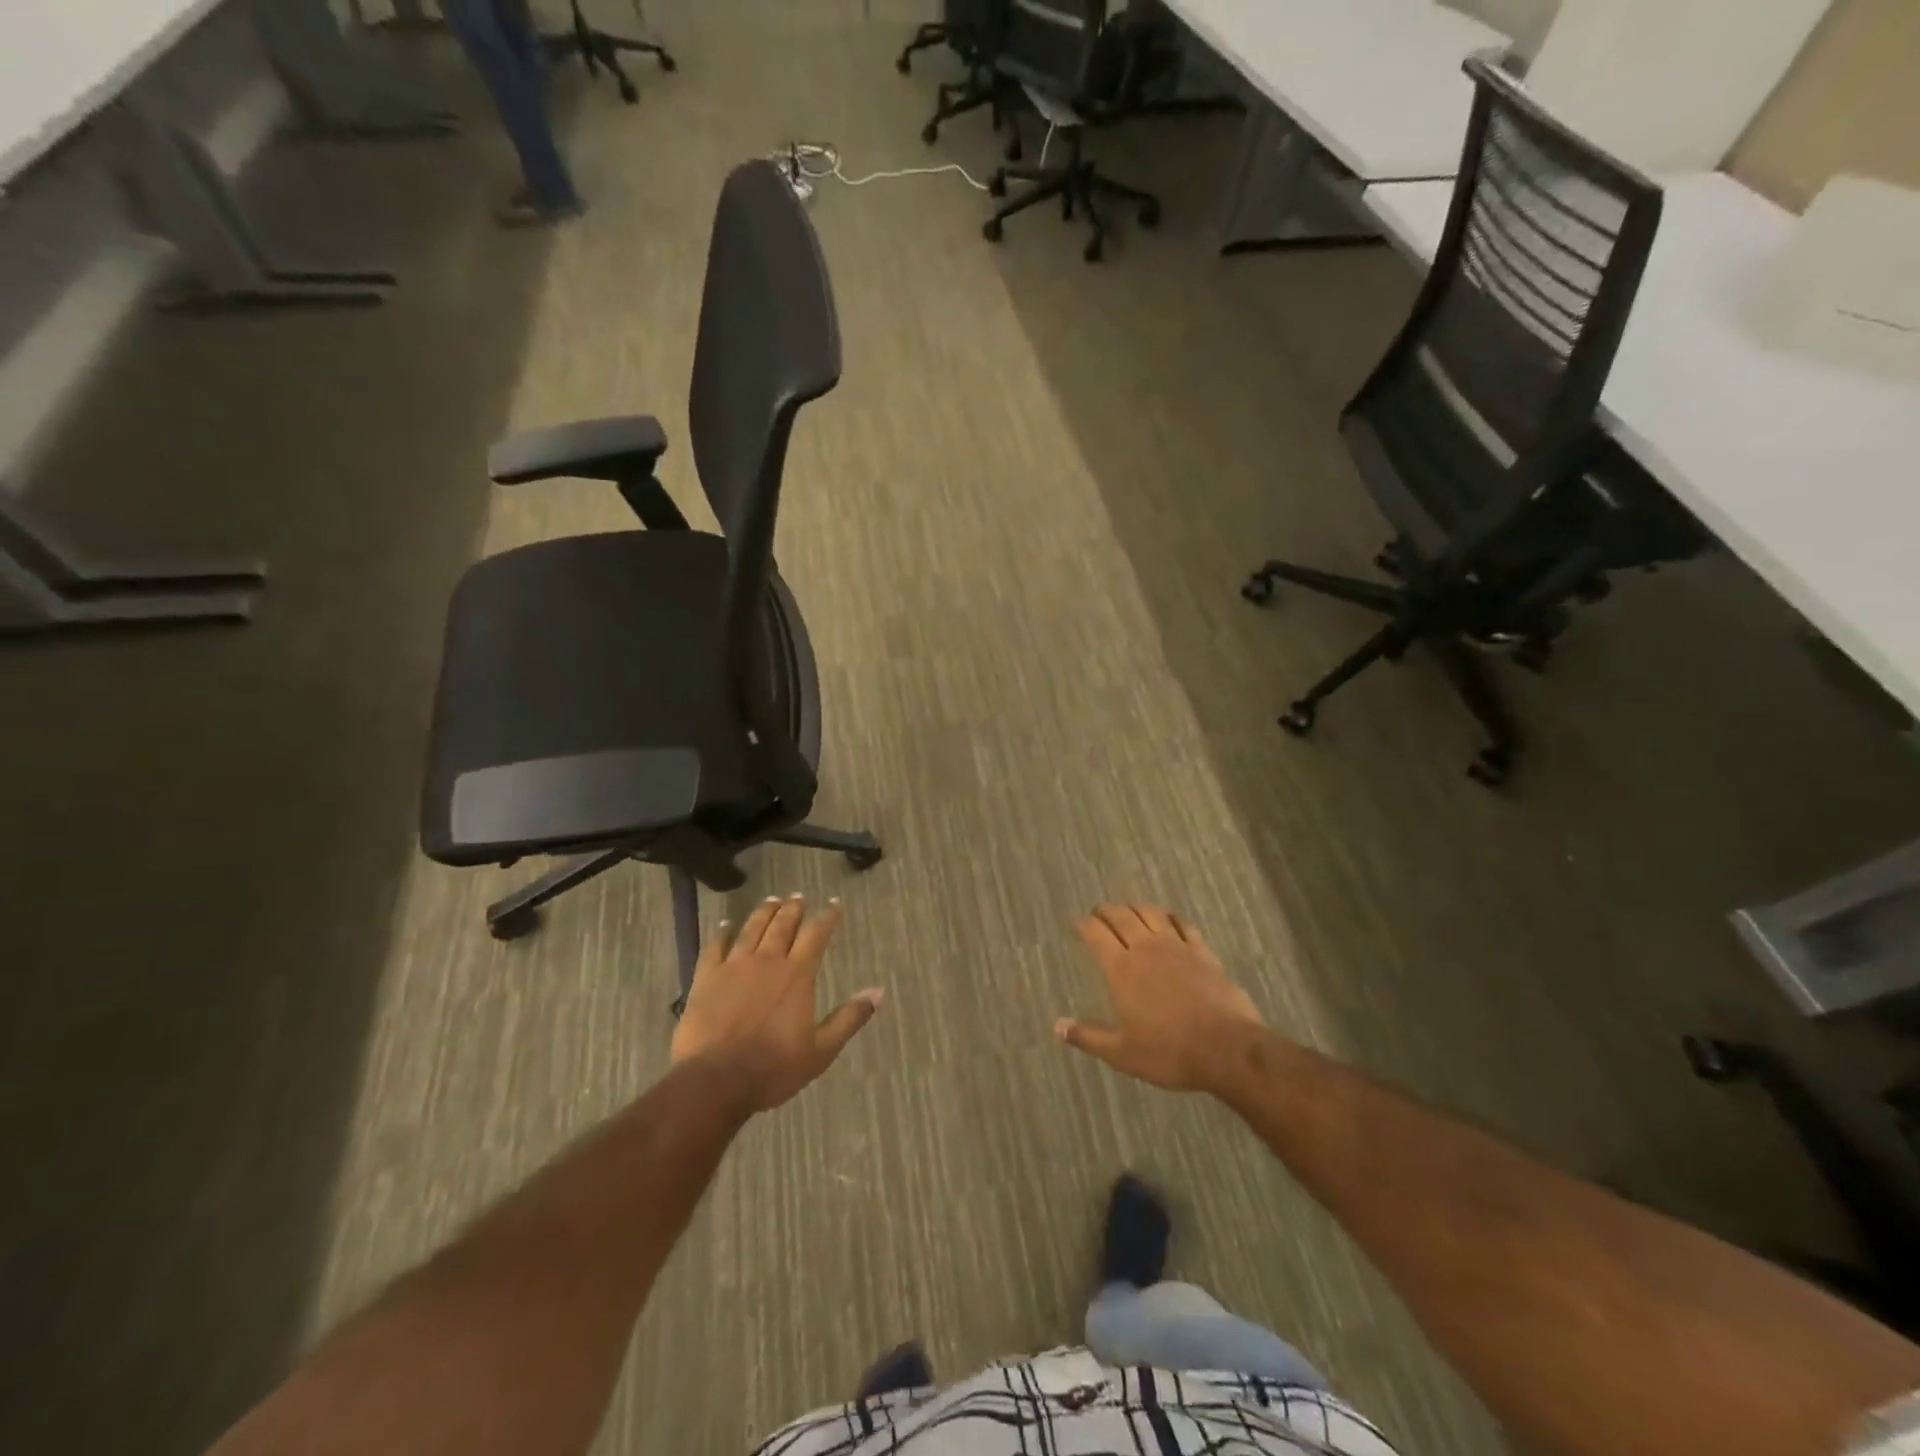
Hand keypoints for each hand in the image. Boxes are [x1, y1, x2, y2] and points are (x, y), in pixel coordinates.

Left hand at [671, 894, 882, 1112]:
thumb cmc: (774, 1067)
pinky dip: (721, 932)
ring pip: (751, 929)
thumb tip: (878, 991)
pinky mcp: (706, 978)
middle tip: (798, 897)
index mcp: (797, 974)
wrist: (717, 1079)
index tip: (834, 903)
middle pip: (782, 925)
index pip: (816, 935)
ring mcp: (734, 967)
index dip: (827, 917)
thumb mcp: (822, 1049)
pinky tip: (724, 924)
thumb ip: (850, 1017)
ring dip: (763, 913)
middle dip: (793, 909)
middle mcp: (767, 961)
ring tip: (771, 900)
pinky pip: (714, 947)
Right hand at [1055, 903, 1265, 1093]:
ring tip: (1130, 912)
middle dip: (1106, 910)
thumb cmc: (1169, 1052)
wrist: (1227, 1049)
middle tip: (1098, 912)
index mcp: (1121, 969)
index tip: (1076, 922)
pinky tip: (1170, 922)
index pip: (1096, 934)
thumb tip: (1057, 1026)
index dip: (1083, 924)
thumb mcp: (1122, 1053)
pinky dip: (1171, 918)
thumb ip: (1089, 1036)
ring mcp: (1177, 947)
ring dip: (1136, 908)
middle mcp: (1146, 948)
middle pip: (1121, 916)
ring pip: (1151, 913)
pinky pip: (1183, 925)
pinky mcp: (1203, 952)